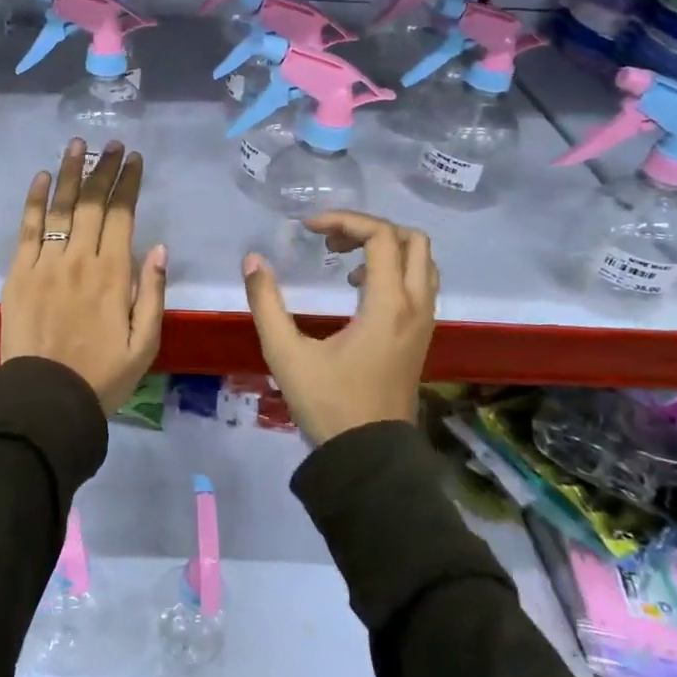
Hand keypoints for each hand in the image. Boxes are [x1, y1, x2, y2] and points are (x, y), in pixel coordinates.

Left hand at [1, 139, 167, 415]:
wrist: (46, 399)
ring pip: (59, 207)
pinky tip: (41, 177)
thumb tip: (158, 247)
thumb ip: (152, 293)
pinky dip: (33, 200)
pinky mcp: (18, 273)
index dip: (128, 183)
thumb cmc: (102, 375)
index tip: (134, 159)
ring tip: (77, 144)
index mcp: (113, 274)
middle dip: (104, 169)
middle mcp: (79, 259)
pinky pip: (26, 228)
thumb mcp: (145, 343)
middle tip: (112, 145)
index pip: (122, 215)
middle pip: (91, 203)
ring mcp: (45, 263)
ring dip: (69, 172)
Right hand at [241, 211, 436, 444]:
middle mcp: (415, 306)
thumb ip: (266, 303)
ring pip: (422, 260)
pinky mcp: (420, 336)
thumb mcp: (286, 353)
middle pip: (412, 240)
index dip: (344, 220)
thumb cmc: (328, 404)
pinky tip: (358, 288)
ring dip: (385, 247)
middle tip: (330, 241)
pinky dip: (394, 269)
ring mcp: (424, 322)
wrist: (369, 456)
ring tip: (344, 259)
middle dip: (369, 228)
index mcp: (388, 305)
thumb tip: (253, 260)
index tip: (308, 229)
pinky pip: (420, 282)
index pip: (381, 236)